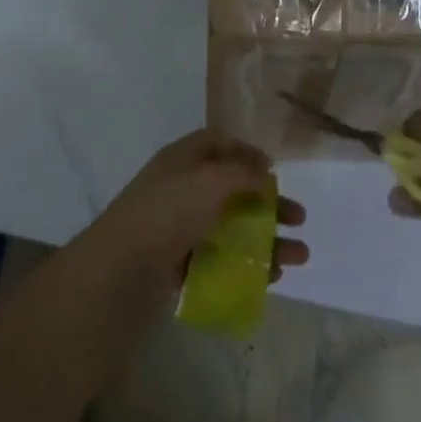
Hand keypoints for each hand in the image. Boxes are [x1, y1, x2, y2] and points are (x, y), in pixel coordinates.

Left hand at [81, 130, 307, 295]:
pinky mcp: (178, 264)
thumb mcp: (211, 180)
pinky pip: (221, 260)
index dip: (246, 152)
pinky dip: (248, 266)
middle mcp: (181, 189)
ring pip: (231, 228)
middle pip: (232, 189)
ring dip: (267, 239)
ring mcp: (179, 228)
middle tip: (299, 218)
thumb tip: (265, 175)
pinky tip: (272, 278)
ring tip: (299, 257)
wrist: (121, 270)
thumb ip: (244, 175)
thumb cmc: (168, 212)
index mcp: (182, 159)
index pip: (217, 144)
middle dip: (268, 202)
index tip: (275, 170)